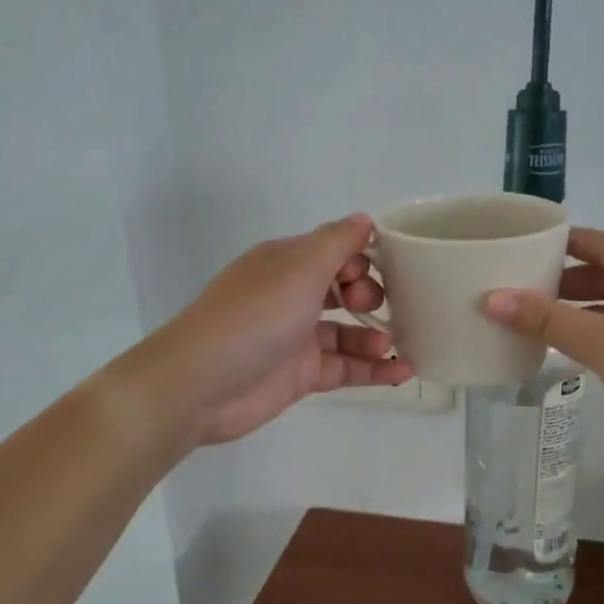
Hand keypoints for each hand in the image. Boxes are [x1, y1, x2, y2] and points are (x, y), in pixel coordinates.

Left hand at [125, 215, 413, 447]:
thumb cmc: (255, 316)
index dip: (361, 258)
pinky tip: (403, 372)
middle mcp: (291, 296)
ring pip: (347, 332)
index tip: (381, 270)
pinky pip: (345, 367)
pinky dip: (373, 370)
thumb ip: (338, 241)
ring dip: (375, 336)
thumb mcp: (300, 267)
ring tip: (393, 344)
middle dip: (370, 295)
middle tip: (375, 307)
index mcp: (286, 263)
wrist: (200, 384)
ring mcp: (295, 338)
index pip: (334, 250)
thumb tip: (364, 219)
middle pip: (343, 290)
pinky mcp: (300, 375)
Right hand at [484, 228, 603, 473]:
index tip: (524, 246)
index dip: (562, 242)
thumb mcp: (603, 346)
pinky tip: (580, 350)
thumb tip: (492, 298)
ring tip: (542, 320)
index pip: (601, 243)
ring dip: (584, 307)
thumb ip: (547, 321)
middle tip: (524, 289)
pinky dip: (603, 330)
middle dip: (567, 279)